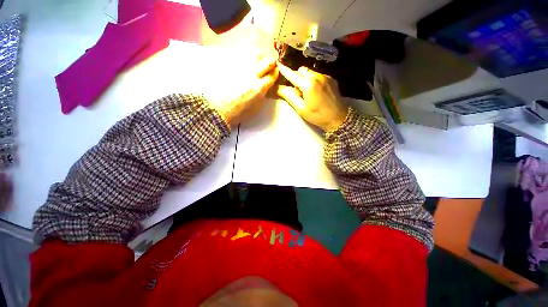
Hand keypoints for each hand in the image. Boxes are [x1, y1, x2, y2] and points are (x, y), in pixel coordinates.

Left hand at [209, 58, 278, 125]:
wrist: (220, 109)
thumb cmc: (240, 112)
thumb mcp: (257, 106)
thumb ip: (264, 93)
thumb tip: (267, 85)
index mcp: (260, 87)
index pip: (272, 75)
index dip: (276, 73)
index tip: (275, 73)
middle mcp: (253, 75)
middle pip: (267, 62)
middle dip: (271, 63)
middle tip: (270, 67)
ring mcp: (242, 69)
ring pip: (255, 56)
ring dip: (260, 59)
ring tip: (259, 64)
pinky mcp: (233, 66)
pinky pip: (244, 58)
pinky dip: (249, 61)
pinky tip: (247, 67)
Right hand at [277, 63, 348, 131]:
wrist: (338, 118)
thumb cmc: (317, 116)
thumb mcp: (301, 109)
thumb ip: (289, 97)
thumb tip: (279, 88)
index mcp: (308, 84)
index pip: (292, 75)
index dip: (284, 71)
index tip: (278, 65)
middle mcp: (317, 76)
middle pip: (301, 71)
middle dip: (296, 77)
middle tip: (296, 90)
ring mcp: (325, 76)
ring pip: (309, 72)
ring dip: (304, 78)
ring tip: (306, 92)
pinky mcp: (331, 79)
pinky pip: (318, 75)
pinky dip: (313, 80)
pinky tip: (315, 91)